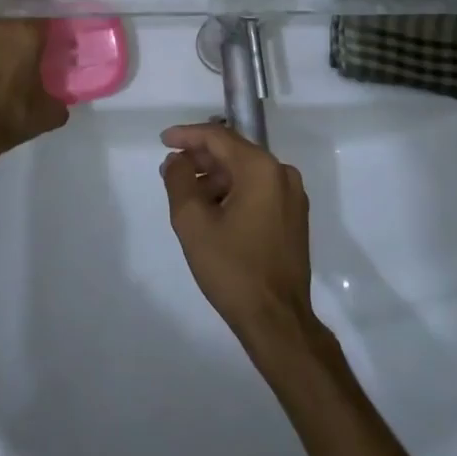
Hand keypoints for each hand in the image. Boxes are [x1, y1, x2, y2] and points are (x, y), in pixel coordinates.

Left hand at [0, 0, 67, 160]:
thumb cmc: (9, 117)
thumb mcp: (47, 114)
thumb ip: (59, 102)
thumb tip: (61, 103)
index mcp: (29, 32)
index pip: (45, 7)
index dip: (49, 13)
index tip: (52, 23)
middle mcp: (2, 20)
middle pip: (17, 1)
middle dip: (24, 9)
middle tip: (28, 28)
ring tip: (1, 30)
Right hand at [160, 122, 314, 345]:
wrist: (277, 320)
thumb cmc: (233, 269)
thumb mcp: (193, 223)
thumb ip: (180, 181)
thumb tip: (177, 161)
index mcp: (261, 169)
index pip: (219, 137)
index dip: (187, 135)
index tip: (163, 140)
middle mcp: (282, 173)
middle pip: (234, 152)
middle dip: (200, 158)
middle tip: (172, 169)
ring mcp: (292, 196)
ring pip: (246, 172)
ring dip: (216, 178)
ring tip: (188, 195)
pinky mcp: (294, 216)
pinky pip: (258, 190)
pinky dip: (233, 192)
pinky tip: (213, 210)